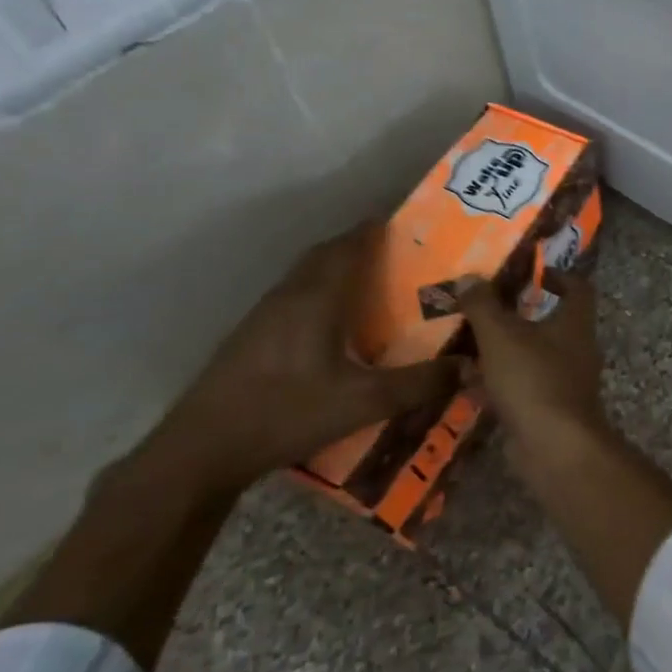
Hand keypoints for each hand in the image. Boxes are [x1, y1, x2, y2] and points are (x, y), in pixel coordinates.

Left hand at [142, 224, 459, 494]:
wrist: (202, 449)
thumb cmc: (287, 412)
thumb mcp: (364, 402)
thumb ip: (419, 383)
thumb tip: (470, 366)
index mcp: (316, 299)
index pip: (347, 248)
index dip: (372, 231)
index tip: (400, 223)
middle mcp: (288, 297)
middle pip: (323, 256)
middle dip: (356, 246)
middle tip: (393, 253)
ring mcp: (263, 317)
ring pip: (304, 277)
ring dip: (334, 269)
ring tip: (369, 284)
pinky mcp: (250, 338)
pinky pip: (292, 298)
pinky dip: (318, 294)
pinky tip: (331, 325)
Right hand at [456, 272, 607, 445]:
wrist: (554, 447)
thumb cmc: (533, 379)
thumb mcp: (501, 335)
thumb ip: (483, 305)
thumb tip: (469, 277)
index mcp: (575, 323)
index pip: (579, 288)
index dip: (558, 275)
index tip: (531, 273)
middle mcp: (577, 349)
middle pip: (551, 323)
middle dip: (518, 316)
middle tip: (485, 309)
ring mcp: (566, 382)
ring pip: (532, 357)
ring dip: (504, 351)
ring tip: (467, 345)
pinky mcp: (550, 410)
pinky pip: (523, 387)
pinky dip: (499, 384)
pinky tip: (468, 384)